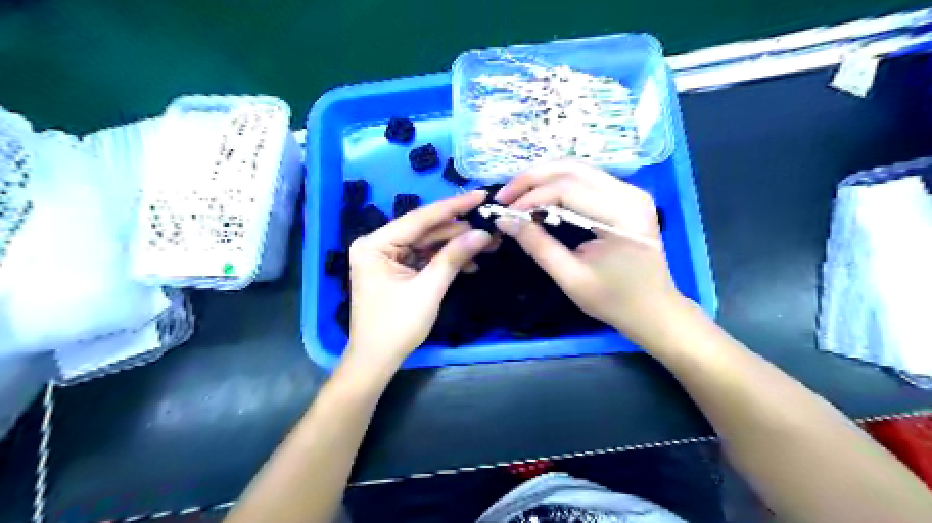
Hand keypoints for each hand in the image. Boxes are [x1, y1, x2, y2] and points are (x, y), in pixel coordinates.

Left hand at [344, 190, 490, 368]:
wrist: (377, 360)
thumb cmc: (397, 326)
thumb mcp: (428, 289)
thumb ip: (453, 257)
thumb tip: (483, 233)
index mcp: (375, 244)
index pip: (419, 219)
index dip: (453, 207)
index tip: (480, 196)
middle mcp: (378, 244)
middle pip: (424, 230)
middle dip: (458, 230)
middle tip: (490, 225)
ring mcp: (387, 257)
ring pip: (427, 243)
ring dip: (455, 245)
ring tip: (486, 245)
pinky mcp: (396, 269)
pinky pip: (424, 257)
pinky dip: (445, 260)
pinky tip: (469, 262)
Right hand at [494, 162, 682, 344]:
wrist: (655, 310)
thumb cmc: (615, 301)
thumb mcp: (571, 278)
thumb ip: (538, 246)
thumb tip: (505, 220)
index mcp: (622, 215)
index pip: (567, 189)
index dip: (531, 197)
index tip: (504, 212)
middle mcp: (630, 194)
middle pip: (572, 169)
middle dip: (532, 179)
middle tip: (503, 196)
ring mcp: (631, 192)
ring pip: (578, 169)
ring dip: (543, 178)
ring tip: (516, 195)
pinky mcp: (627, 196)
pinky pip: (586, 179)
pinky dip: (558, 183)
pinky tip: (539, 196)